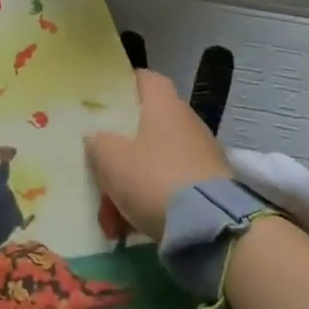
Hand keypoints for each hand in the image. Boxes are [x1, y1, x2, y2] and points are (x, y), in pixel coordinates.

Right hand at [85, 70, 230, 239]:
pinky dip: (152, 203)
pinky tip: (131, 228)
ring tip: (110, 216)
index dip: (125, 85)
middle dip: (122, 149)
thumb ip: (98, 143)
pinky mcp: (212, 188)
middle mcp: (187, 123)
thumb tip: (97, 138)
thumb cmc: (153, 177)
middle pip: (148, 125)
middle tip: (100, 168)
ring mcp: (203, 156)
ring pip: (157, 162)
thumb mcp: (110, 158)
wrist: (210, 226)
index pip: (145, 79)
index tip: (105, 100)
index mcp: (164, 105)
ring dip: (133, 183)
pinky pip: (172, 188)